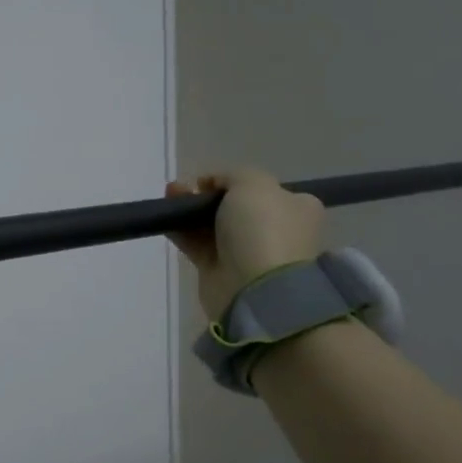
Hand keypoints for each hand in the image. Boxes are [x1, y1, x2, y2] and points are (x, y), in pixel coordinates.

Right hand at [166, 167, 323, 321]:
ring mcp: (247, 252)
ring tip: (169, 197)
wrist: (255, 287)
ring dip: (189, 210)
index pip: (261, 188)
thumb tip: (212, 184)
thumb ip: (232, 175)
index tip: (207, 182)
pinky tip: (166, 220)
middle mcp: (274, 230)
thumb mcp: (254, 183)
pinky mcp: (220, 270)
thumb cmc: (263, 229)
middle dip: (204, 195)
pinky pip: (197, 245)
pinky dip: (181, 232)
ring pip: (211, 224)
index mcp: (295, 208)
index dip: (231, 181)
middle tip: (182, 189)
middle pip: (232, 206)